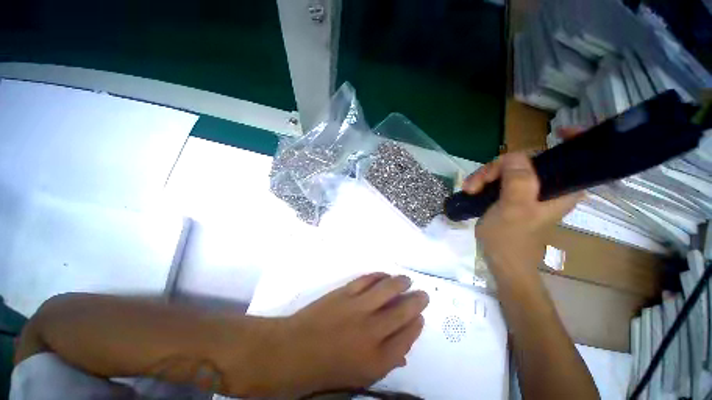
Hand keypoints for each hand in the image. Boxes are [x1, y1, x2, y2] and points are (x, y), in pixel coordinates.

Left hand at [237, 273, 428, 397]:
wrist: (293, 351)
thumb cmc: (325, 369)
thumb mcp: (358, 377)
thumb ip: (384, 362)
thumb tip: (403, 350)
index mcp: (377, 359)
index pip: (407, 337)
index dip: (416, 324)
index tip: (419, 316)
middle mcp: (372, 332)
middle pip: (403, 311)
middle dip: (416, 301)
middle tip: (422, 294)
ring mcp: (358, 308)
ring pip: (387, 290)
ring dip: (400, 283)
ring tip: (406, 280)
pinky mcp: (344, 293)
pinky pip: (367, 280)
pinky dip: (378, 276)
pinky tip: (384, 275)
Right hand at [462, 150, 582, 286]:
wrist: (501, 260)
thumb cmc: (509, 239)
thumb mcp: (513, 209)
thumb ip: (518, 181)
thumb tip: (514, 156)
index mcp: (561, 188)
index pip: (574, 157)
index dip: (571, 140)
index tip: (558, 131)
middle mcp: (549, 185)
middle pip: (527, 159)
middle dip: (499, 166)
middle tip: (478, 182)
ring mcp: (529, 190)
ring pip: (509, 168)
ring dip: (486, 175)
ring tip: (470, 189)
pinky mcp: (513, 194)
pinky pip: (500, 177)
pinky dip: (485, 180)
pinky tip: (472, 189)